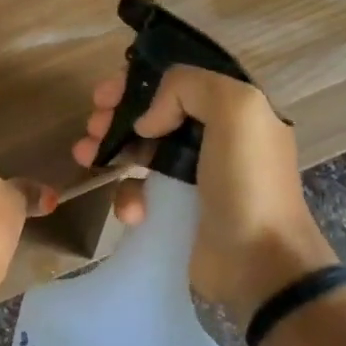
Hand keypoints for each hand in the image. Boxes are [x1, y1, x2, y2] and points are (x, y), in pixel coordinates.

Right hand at [72, 65, 334, 319]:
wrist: (259, 261)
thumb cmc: (249, 183)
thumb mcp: (237, 110)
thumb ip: (189, 87)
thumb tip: (147, 121)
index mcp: (235, 111)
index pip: (180, 84)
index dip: (140, 84)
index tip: (107, 94)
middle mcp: (216, 139)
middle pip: (155, 117)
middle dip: (117, 117)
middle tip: (91, 125)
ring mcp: (194, 178)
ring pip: (141, 153)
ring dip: (111, 151)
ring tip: (86, 157)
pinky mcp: (176, 212)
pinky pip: (142, 193)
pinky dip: (129, 197)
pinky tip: (132, 211)